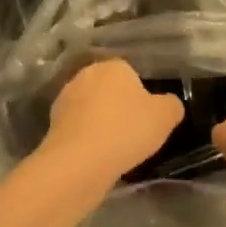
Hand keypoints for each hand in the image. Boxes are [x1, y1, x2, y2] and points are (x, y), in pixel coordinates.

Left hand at [41, 59, 182, 182]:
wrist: (79, 161)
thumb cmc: (126, 131)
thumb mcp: (164, 118)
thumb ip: (171, 105)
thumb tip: (170, 103)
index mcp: (114, 65)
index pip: (131, 74)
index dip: (140, 97)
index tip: (146, 120)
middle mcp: (88, 73)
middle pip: (109, 88)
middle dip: (118, 106)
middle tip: (131, 134)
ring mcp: (67, 95)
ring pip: (91, 107)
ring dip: (100, 121)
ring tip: (112, 149)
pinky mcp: (53, 119)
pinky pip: (78, 126)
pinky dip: (85, 136)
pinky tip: (94, 155)